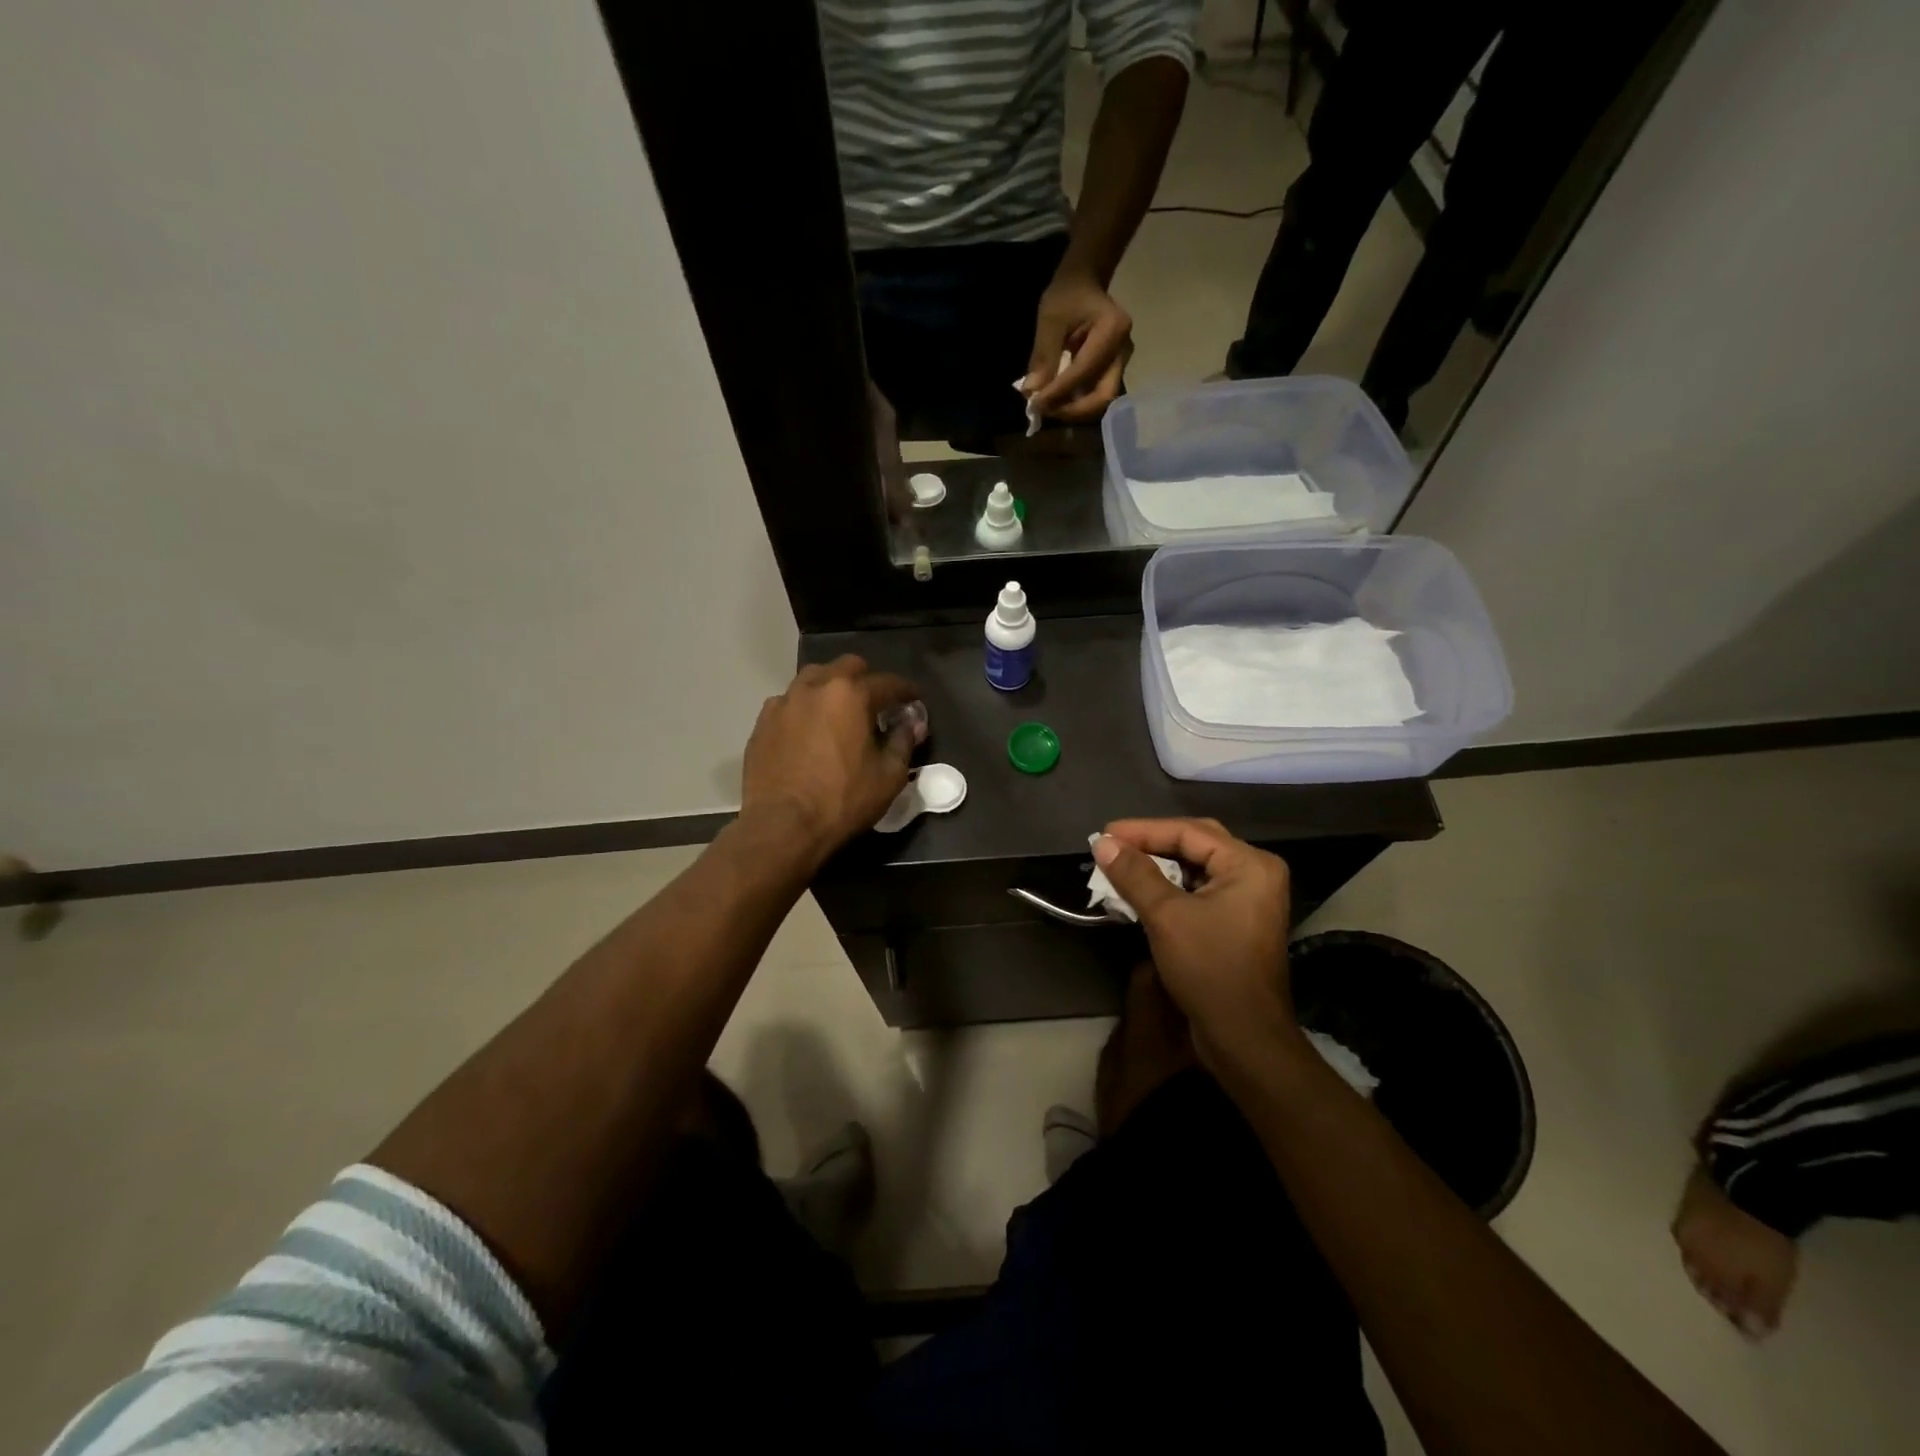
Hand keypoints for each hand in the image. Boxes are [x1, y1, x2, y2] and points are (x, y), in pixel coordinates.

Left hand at [741, 656, 925, 861]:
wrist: (782, 826)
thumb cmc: (843, 800)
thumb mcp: (889, 776)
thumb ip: (903, 741)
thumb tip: (911, 722)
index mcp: (850, 694)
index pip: (888, 682)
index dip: (906, 691)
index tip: (915, 700)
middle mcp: (815, 687)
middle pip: (846, 667)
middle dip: (867, 679)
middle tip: (876, 703)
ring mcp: (783, 702)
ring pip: (813, 679)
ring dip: (832, 688)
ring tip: (839, 712)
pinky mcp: (762, 723)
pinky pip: (789, 703)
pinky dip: (805, 709)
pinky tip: (809, 731)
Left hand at [1023, 268, 1132, 423]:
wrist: (1085, 284)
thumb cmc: (1068, 295)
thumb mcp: (1050, 319)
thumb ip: (1043, 356)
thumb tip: (1031, 392)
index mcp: (1112, 330)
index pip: (1084, 371)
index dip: (1059, 392)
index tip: (1035, 404)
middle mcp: (1123, 351)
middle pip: (1103, 396)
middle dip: (1072, 410)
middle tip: (1045, 410)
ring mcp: (1121, 363)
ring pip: (1101, 400)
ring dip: (1074, 410)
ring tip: (1049, 407)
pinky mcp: (1113, 371)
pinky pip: (1096, 395)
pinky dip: (1076, 404)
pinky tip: (1057, 401)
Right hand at [1092, 818, 1295, 1065]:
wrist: (1244, 1037)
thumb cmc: (1209, 968)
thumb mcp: (1166, 916)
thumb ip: (1134, 874)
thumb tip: (1103, 843)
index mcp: (1250, 865)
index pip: (1189, 832)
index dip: (1142, 830)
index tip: (1104, 834)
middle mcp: (1256, 873)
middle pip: (1196, 843)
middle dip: (1152, 843)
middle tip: (1113, 844)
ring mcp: (1250, 898)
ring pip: (1196, 867)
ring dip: (1158, 866)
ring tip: (1121, 864)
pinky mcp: (1238, 920)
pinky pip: (1200, 889)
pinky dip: (1170, 887)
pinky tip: (1142, 890)